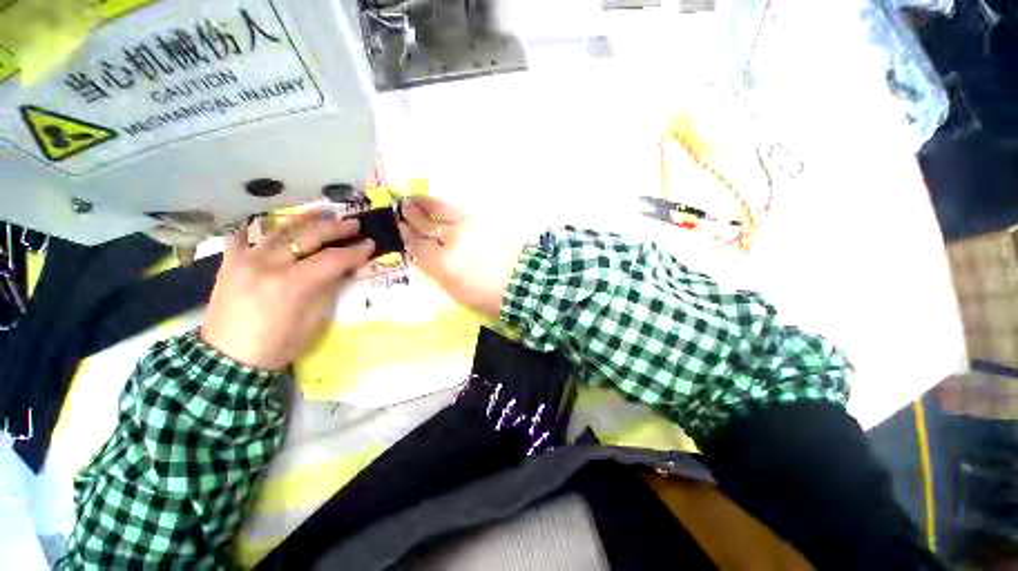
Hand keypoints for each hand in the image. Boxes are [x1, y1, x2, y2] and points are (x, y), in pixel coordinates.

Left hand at [201, 212, 374, 369]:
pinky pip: (242, 235)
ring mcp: (247, 258)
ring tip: (321, 213)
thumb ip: (322, 297)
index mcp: (290, 286)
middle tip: (353, 223)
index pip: (329, 261)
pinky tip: (262, 228)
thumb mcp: (305, 331)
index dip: (352, 252)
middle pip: (308, 236)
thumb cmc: (271, 351)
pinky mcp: (230, 260)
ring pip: (280, 228)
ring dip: (303, 220)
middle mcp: (269, 263)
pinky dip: (254, 230)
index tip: (369, 245)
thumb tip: (339, 273)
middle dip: (334, 228)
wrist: (228, 361)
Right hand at [398, 197, 525, 319]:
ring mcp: (467, 226)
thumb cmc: (489, 296)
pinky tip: (439, 204)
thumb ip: (438, 271)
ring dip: (426, 203)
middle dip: (412, 215)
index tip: (400, 226)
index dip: (407, 235)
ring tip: (415, 198)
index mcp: (442, 263)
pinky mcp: (483, 219)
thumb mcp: (456, 291)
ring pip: (441, 210)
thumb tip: (429, 255)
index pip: (418, 245)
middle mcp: (451, 240)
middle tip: (402, 206)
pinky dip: (444, 205)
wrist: (525, 282)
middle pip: (426, 224)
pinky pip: (457, 209)